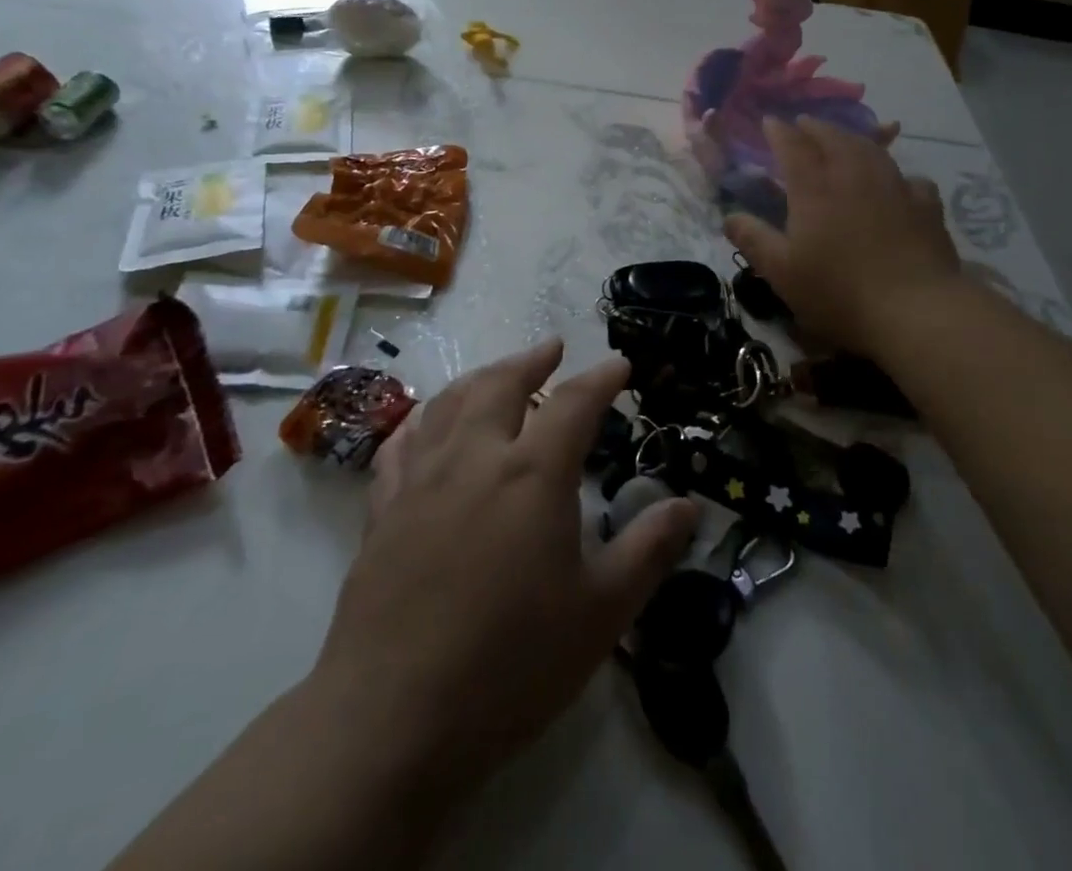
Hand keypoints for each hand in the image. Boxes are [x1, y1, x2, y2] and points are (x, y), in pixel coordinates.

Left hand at [313, 340, 698, 809]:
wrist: (392, 722)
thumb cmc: (512, 664)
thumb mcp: (601, 611)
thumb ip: (648, 549)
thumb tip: (689, 505)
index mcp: (533, 472)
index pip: (575, 402)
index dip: (602, 378)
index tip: (620, 365)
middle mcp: (475, 457)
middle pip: (502, 382)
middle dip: (532, 359)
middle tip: (552, 349)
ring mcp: (421, 480)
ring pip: (450, 402)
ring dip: (481, 378)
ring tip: (498, 374)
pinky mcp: (382, 511)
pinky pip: (401, 444)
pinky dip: (423, 420)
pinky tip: (428, 425)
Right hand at [726, 117, 961, 355]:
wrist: (915, 309)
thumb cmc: (838, 292)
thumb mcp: (782, 272)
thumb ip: (753, 239)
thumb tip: (728, 216)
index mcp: (814, 188)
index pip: (793, 146)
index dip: (779, 131)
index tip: (770, 122)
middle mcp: (854, 175)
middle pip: (833, 138)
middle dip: (815, 128)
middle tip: (804, 124)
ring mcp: (895, 186)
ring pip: (871, 149)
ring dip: (853, 139)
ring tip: (845, 141)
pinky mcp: (926, 205)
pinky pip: (909, 178)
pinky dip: (897, 174)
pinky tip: (898, 184)